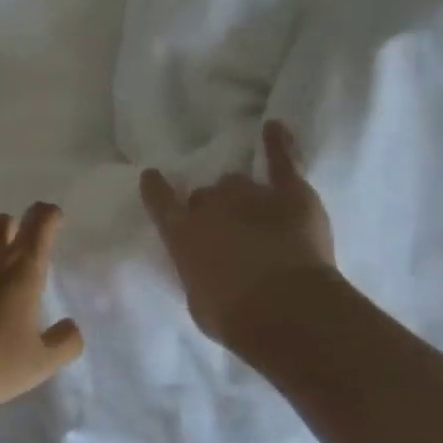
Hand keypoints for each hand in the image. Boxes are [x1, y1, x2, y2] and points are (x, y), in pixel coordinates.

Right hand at [140, 121, 335, 350]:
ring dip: (240, 194)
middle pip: (206, 195)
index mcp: (181, 233)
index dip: (156, 189)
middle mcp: (210, 207)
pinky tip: (274, 126)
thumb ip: (197, 271)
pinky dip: (279, 144)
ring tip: (250, 208)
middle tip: (223, 226)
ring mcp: (251, 196)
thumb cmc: (232, 316)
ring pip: (238, 182)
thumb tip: (204, 265)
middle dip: (210, 206)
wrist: (285, 311)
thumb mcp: (198, 298)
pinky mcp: (291, 194)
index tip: (152, 177)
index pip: (160, 201)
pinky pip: (282, 162)